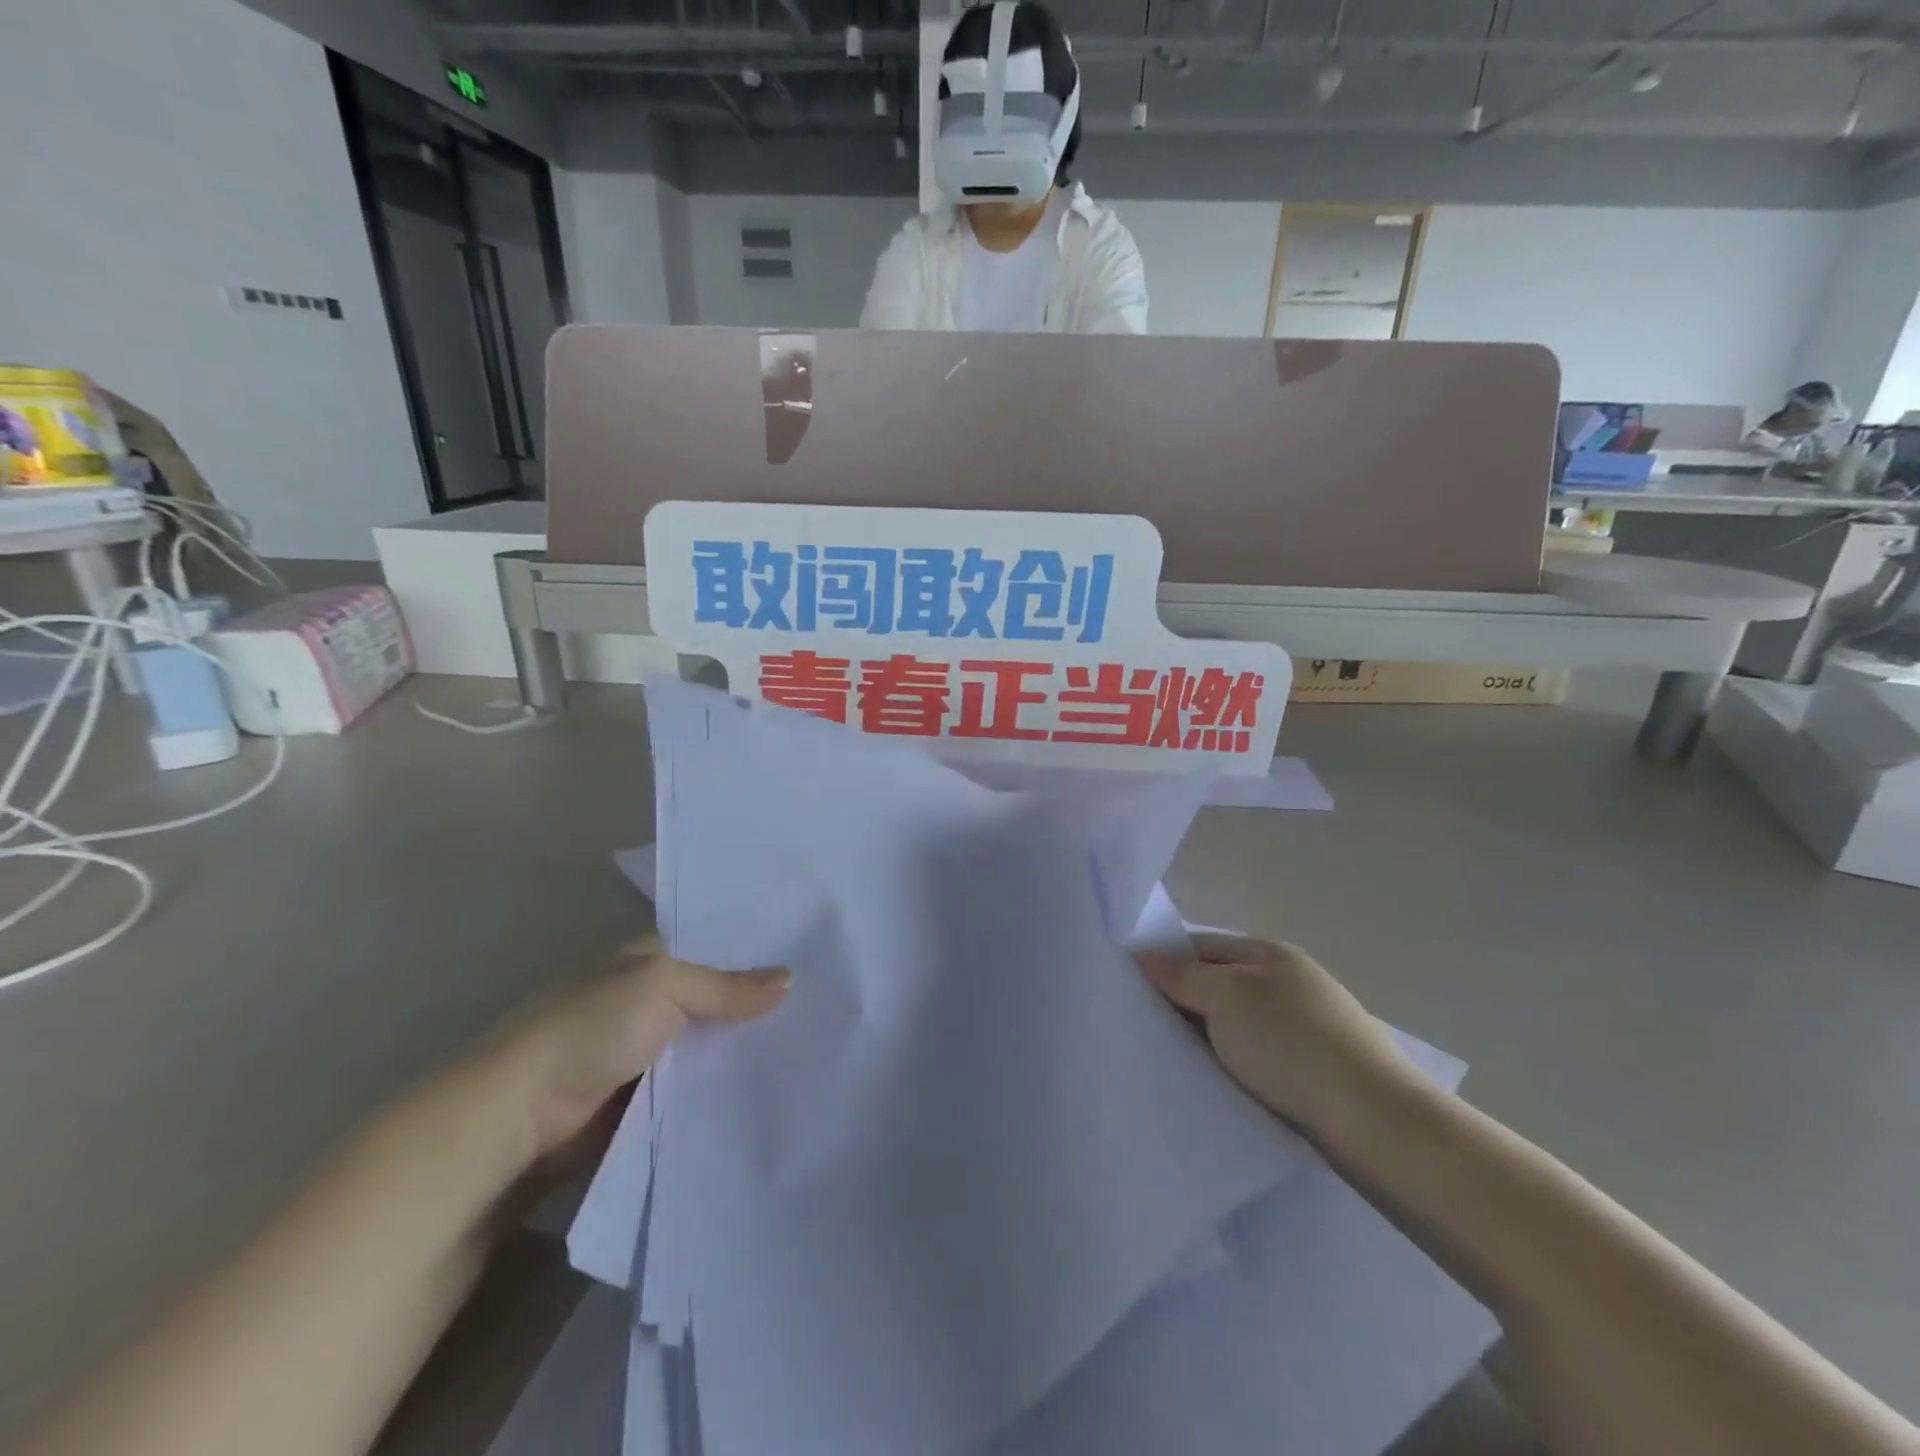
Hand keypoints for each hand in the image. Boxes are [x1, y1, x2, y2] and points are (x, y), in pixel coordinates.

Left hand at [490, 937, 788, 1178]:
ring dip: (740, 1051)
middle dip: (754, 1006)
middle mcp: (644, 1001)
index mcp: (644, 960)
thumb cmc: (589, 1029)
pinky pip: (692, 1089)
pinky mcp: (640, 1101)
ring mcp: (642, 1053)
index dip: (751, 952)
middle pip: (712, 1000)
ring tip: (808, 1049)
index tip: (806, 958)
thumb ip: (726, 987)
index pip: (708, 948)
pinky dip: (719, 1090)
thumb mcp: (662, 988)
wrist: (518, 1118)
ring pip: (705, 1046)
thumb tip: (791, 978)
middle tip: (821, 1008)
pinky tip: (765, 1090)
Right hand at [1146, 935, 1421, 1134]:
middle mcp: (1288, 984)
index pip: (1201, 946)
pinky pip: (1256, 1060)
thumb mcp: (1225, 997)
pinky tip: (1215, 1086)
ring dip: (1207, 1041)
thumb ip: (1181, 975)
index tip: (1130, 990)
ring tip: (1172, 1062)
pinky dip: (1233, 1068)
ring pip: (1235, 1027)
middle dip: (1183, 1005)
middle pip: (1217, 986)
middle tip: (1144, 1030)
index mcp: (1270, 953)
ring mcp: (1305, 1029)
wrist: (1374, 1123)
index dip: (1165, 962)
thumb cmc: (1291, 1044)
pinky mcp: (1314, 1073)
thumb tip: (1144, 955)